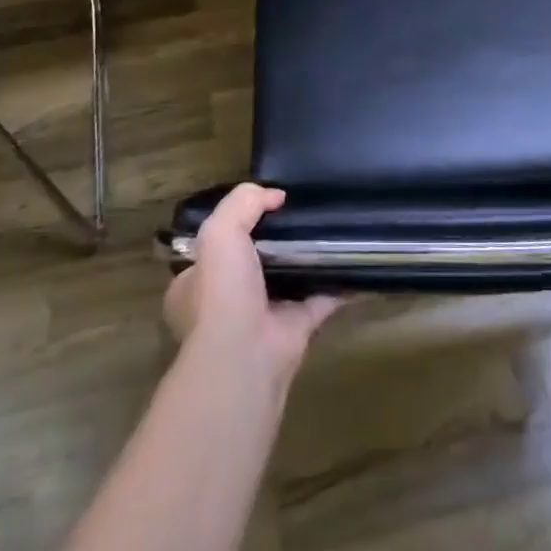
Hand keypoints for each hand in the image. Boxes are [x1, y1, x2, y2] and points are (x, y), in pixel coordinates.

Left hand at [163, 183, 344, 382]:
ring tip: (331, 228)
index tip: (263, 207)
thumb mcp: (219, 232)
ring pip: (289, 279)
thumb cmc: (222, 292)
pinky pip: (322, 297)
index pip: (213, 249)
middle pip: (254, 261)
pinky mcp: (297, 328)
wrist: (246, 355)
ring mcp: (263, 316)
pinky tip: (356, 260)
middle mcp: (226, 303)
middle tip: (302, 214)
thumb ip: (243, 203)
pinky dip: (339, 282)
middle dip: (276, 242)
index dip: (234, 226)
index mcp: (195, 284)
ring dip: (307, 260)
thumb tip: (275, 195)